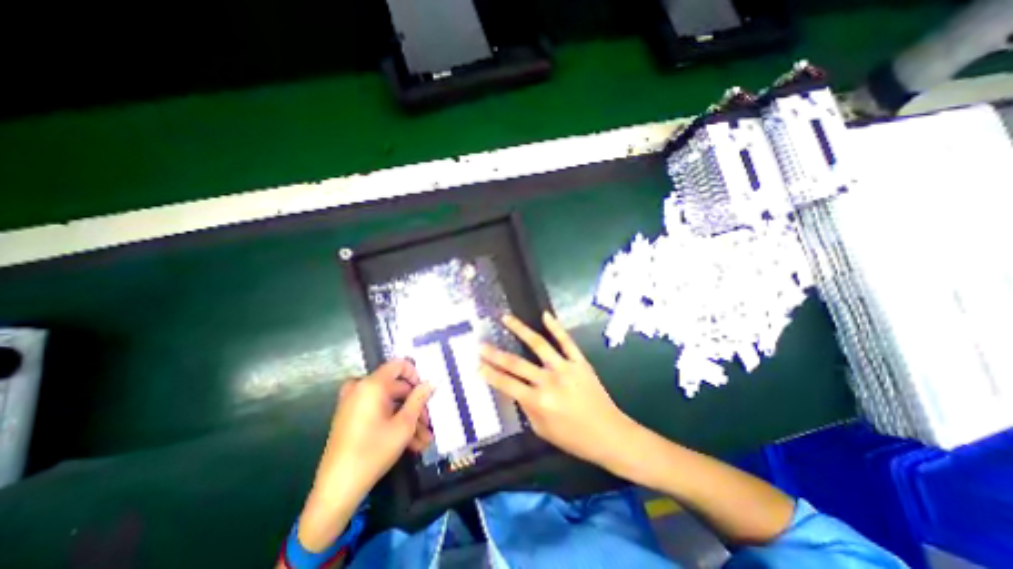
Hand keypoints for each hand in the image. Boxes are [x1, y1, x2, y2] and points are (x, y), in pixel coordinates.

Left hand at [298, 360, 431, 550]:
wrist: (337, 490)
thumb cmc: (374, 451)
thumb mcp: (404, 424)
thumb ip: (419, 399)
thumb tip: (431, 383)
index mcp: (372, 385)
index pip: (399, 365)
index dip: (416, 375)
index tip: (426, 392)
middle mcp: (360, 389)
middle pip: (396, 388)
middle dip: (415, 406)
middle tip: (428, 423)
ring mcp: (353, 404)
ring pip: (389, 404)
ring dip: (408, 419)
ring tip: (423, 440)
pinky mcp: (351, 418)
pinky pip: (377, 413)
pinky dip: (393, 423)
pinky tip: (410, 444)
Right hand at [480, 313, 635, 469]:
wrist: (609, 434)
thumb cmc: (574, 438)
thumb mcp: (542, 430)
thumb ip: (527, 408)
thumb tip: (516, 389)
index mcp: (538, 402)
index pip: (507, 384)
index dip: (489, 374)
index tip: (477, 364)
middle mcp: (549, 381)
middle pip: (516, 363)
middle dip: (495, 353)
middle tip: (481, 344)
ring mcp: (565, 368)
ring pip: (538, 344)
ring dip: (520, 329)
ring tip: (506, 318)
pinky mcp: (580, 362)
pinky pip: (566, 341)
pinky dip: (555, 327)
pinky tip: (544, 315)